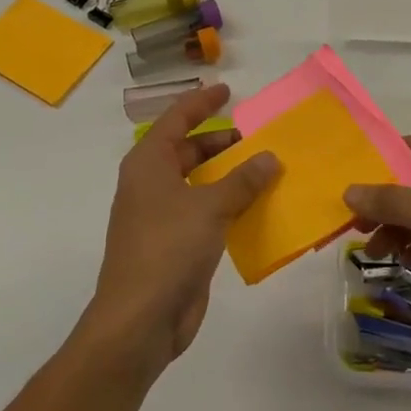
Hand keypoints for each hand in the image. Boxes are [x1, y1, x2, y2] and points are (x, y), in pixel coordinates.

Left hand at [85, 83, 279, 368]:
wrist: (140, 319)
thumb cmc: (168, 248)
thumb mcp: (209, 207)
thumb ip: (242, 180)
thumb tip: (270, 158)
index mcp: (148, 163)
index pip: (176, 119)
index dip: (201, 103)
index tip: (228, 90)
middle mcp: (152, 184)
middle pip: (188, 150)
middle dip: (221, 142)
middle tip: (258, 137)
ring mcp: (162, 215)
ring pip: (199, 183)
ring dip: (229, 175)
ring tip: (266, 168)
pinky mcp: (175, 244)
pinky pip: (205, 212)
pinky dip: (228, 204)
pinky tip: (257, 206)